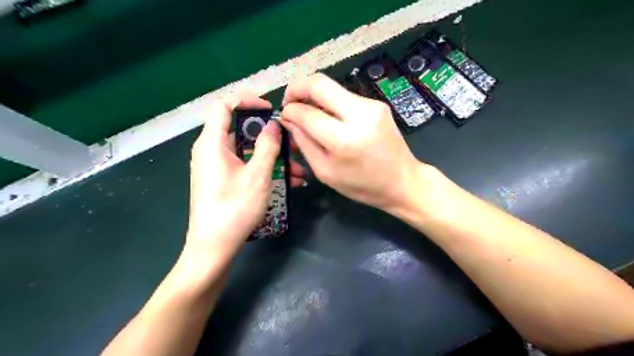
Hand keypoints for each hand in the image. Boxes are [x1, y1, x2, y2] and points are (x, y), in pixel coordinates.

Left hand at [187, 95, 303, 259]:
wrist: (213, 248)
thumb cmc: (234, 208)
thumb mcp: (257, 175)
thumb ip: (267, 146)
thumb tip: (273, 125)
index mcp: (212, 143)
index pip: (224, 106)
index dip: (247, 100)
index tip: (270, 108)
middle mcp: (212, 151)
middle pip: (241, 131)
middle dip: (270, 136)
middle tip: (293, 142)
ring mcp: (218, 167)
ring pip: (248, 152)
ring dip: (273, 157)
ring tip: (299, 169)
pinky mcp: (224, 181)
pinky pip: (246, 167)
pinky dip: (265, 170)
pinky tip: (290, 181)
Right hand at [281, 73, 419, 211]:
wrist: (403, 181)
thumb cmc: (362, 185)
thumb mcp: (325, 172)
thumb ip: (304, 143)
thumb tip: (289, 119)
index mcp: (343, 140)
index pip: (306, 112)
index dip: (289, 111)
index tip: (283, 116)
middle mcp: (359, 115)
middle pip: (319, 83)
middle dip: (297, 88)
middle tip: (289, 102)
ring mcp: (371, 105)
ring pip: (332, 87)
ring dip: (314, 96)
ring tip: (308, 113)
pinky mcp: (377, 103)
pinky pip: (345, 96)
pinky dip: (330, 103)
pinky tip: (328, 118)